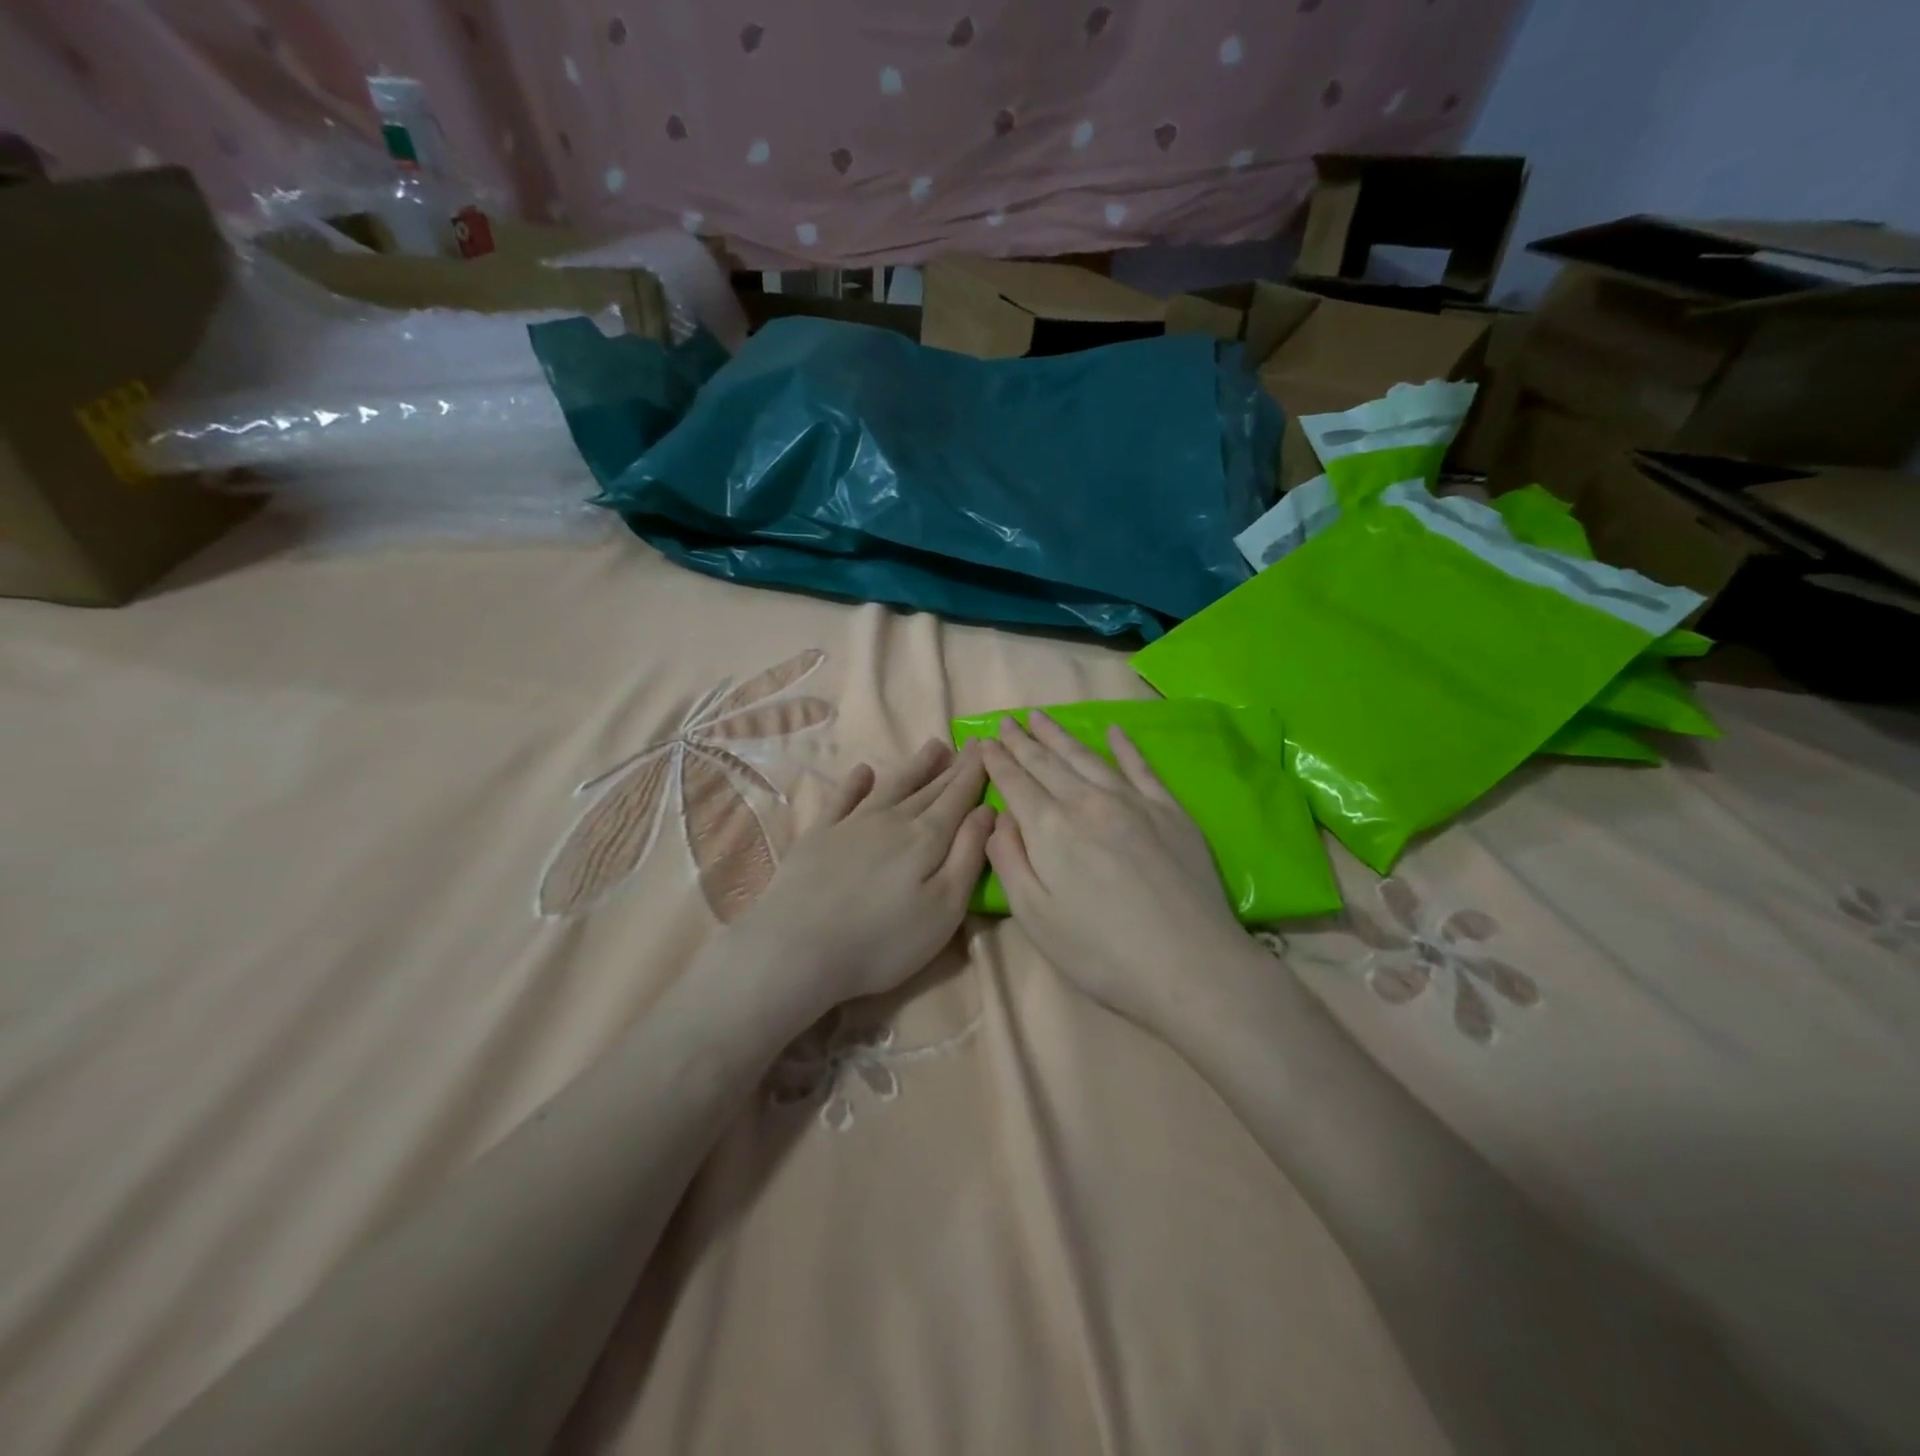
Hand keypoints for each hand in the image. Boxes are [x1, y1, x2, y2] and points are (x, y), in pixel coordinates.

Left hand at [729, 739, 994, 1021]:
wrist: (798, 948)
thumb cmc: (884, 940)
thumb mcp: (944, 907)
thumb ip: (969, 855)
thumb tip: (988, 810)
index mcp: (927, 838)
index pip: (959, 797)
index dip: (975, 773)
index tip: (989, 748)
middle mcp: (893, 820)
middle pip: (930, 788)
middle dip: (954, 767)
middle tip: (971, 744)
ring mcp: (852, 824)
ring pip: (892, 785)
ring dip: (915, 766)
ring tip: (934, 747)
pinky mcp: (819, 835)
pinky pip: (843, 798)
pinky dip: (855, 782)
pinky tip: (864, 770)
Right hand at [982, 713, 1247, 1030]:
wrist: (1190, 966)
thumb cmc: (1100, 951)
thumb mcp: (1035, 917)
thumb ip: (1009, 861)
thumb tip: (1001, 818)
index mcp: (1050, 828)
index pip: (1016, 782)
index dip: (998, 760)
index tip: (984, 740)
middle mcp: (1088, 802)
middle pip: (1047, 763)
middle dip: (1023, 740)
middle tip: (1007, 720)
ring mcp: (1133, 802)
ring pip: (1087, 758)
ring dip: (1060, 735)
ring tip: (1041, 716)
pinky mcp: (1170, 811)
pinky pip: (1141, 768)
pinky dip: (1125, 747)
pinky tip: (1114, 731)